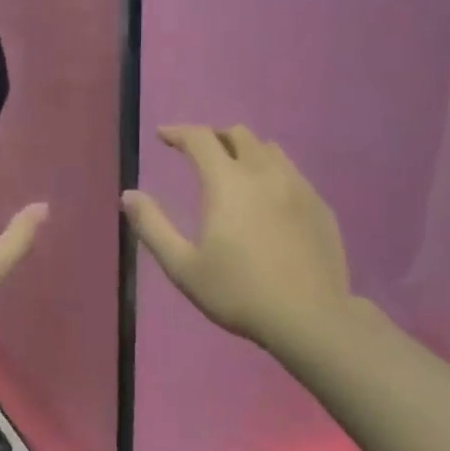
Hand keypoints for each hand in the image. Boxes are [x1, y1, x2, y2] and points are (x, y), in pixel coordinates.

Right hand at [123, 125, 352, 357]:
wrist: (310, 318)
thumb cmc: (238, 292)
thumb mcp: (183, 266)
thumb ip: (153, 226)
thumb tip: (128, 195)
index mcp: (228, 183)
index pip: (200, 139)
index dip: (178, 132)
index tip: (164, 136)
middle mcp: (265, 174)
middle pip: (239, 135)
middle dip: (214, 137)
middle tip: (198, 154)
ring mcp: (299, 187)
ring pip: (270, 150)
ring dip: (246, 151)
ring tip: (234, 172)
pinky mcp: (320, 206)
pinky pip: (292, 173)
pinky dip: (272, 173)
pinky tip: (268, 200)